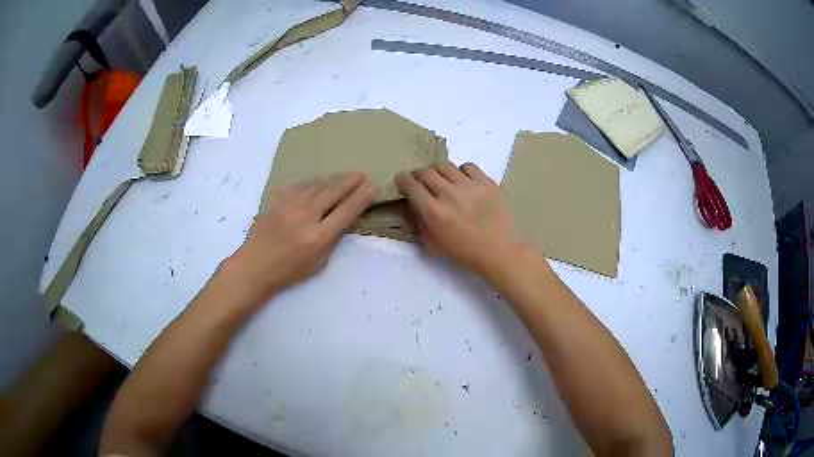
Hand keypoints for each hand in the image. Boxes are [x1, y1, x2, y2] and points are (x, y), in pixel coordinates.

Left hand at [227, 173, 375, 301]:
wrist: (255, 266)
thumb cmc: (288, 271)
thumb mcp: (318, 263)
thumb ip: (331, 239)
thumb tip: (342, 218)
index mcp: (319, 236)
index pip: (346, 210)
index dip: (362, 197)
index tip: (372, 187)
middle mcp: (306, 215)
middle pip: (333, 191)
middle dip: (351, 181)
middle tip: (362, 174)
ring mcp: (289, 205)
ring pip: (315, 184)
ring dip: (332, 179)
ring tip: (341, 176)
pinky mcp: (276, 201)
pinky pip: (297, 186)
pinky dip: (309, 183)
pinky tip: (314, 183)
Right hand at [396, 162, 525, 275]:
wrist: (499, 251)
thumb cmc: (465, 253)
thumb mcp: (434, 246)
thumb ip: (421, 226)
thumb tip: (416, 210)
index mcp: (433, 212)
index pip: (411, 185)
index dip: (403, 179)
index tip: (403, 179)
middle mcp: (448, 194)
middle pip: (426, 172)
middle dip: (419, 174)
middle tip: (421, 180)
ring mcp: (468, 186)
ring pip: (445, 166)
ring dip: (438, 171)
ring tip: (442, 179)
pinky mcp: (486, 182)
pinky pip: (468, 166)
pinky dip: (461, 171)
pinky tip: (463, 180)